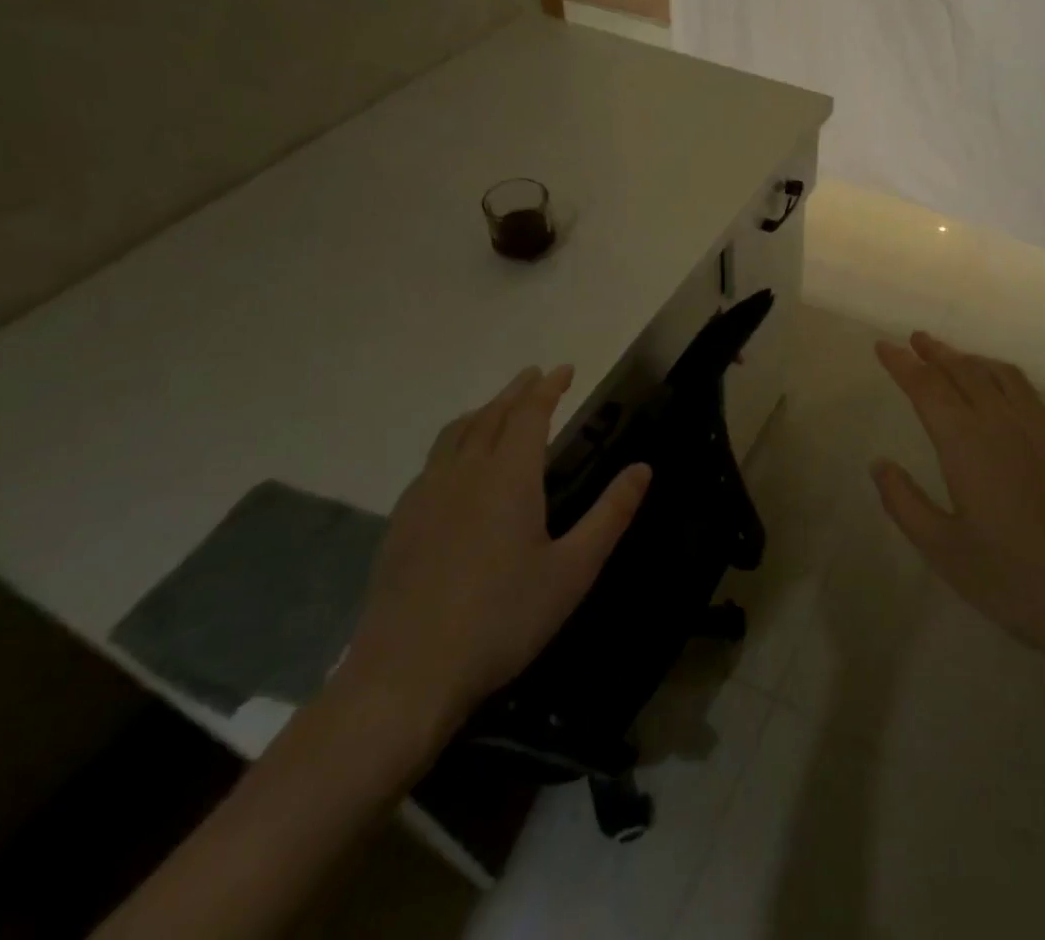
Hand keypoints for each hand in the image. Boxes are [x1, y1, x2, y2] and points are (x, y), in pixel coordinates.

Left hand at [337, 366, 650, 742]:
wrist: (406, 674)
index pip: (530, 414)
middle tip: (535, 376)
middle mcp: (465, 472)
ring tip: (496, 407)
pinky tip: (454, 465)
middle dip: (516, 391)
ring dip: (482, 412)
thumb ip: (610, 515)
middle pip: (490, 416)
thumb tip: (643, 468)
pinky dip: (453, 442)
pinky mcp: (401, 523)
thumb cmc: (502, 619)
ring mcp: (426, 496)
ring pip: (455, 434)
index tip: (564, 369)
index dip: (548, 388)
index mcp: (508, 476)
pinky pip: (432, 461)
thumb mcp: (573, 570)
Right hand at [873, 332, 1044, 660]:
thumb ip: (905, 503)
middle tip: (915, 339)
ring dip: (969, 359)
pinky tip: (1000, 387)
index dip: (902, 365)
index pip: (927, 389)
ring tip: (952, 356)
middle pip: (963, 371)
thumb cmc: (1013, 578)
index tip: (883, 347)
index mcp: (966, 445)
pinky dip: (1002, 374)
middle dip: (935, 352)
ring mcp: (1038, 428)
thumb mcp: (944, 551)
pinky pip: (1026, 389)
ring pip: (997, 374)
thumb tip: (879, 464)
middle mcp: (1001, 422)